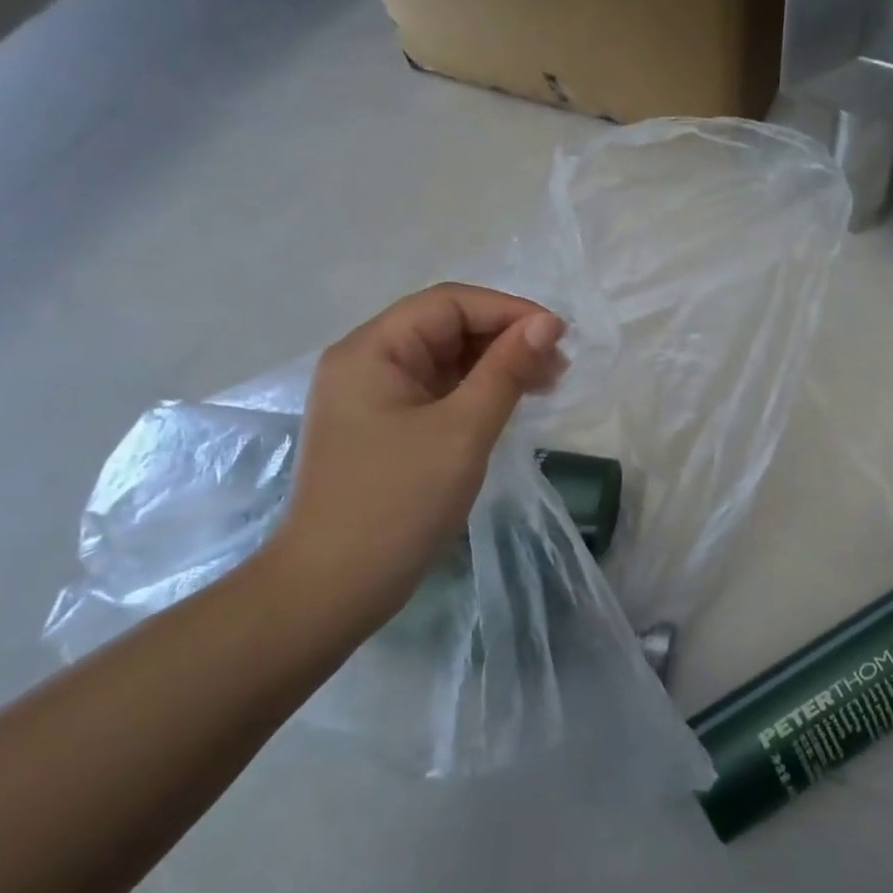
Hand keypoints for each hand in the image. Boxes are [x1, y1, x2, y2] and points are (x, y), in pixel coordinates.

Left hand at [266, 284, 566, 624]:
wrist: (334, 588)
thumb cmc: (397, 502)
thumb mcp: (462, 430)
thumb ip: (506, 370)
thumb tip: (547, 324)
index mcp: (372, 350)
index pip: (449, 304)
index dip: (508, 311)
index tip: (558, 336)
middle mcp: (368, 363)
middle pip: (447, 327)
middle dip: (506, 339)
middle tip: (558, 367)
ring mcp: (375, 398)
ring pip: (447, 360)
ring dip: (498, 365)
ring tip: (546, 384)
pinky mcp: (387, 428)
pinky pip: (440, 391)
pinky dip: (480, 391)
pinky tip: (512, 404)